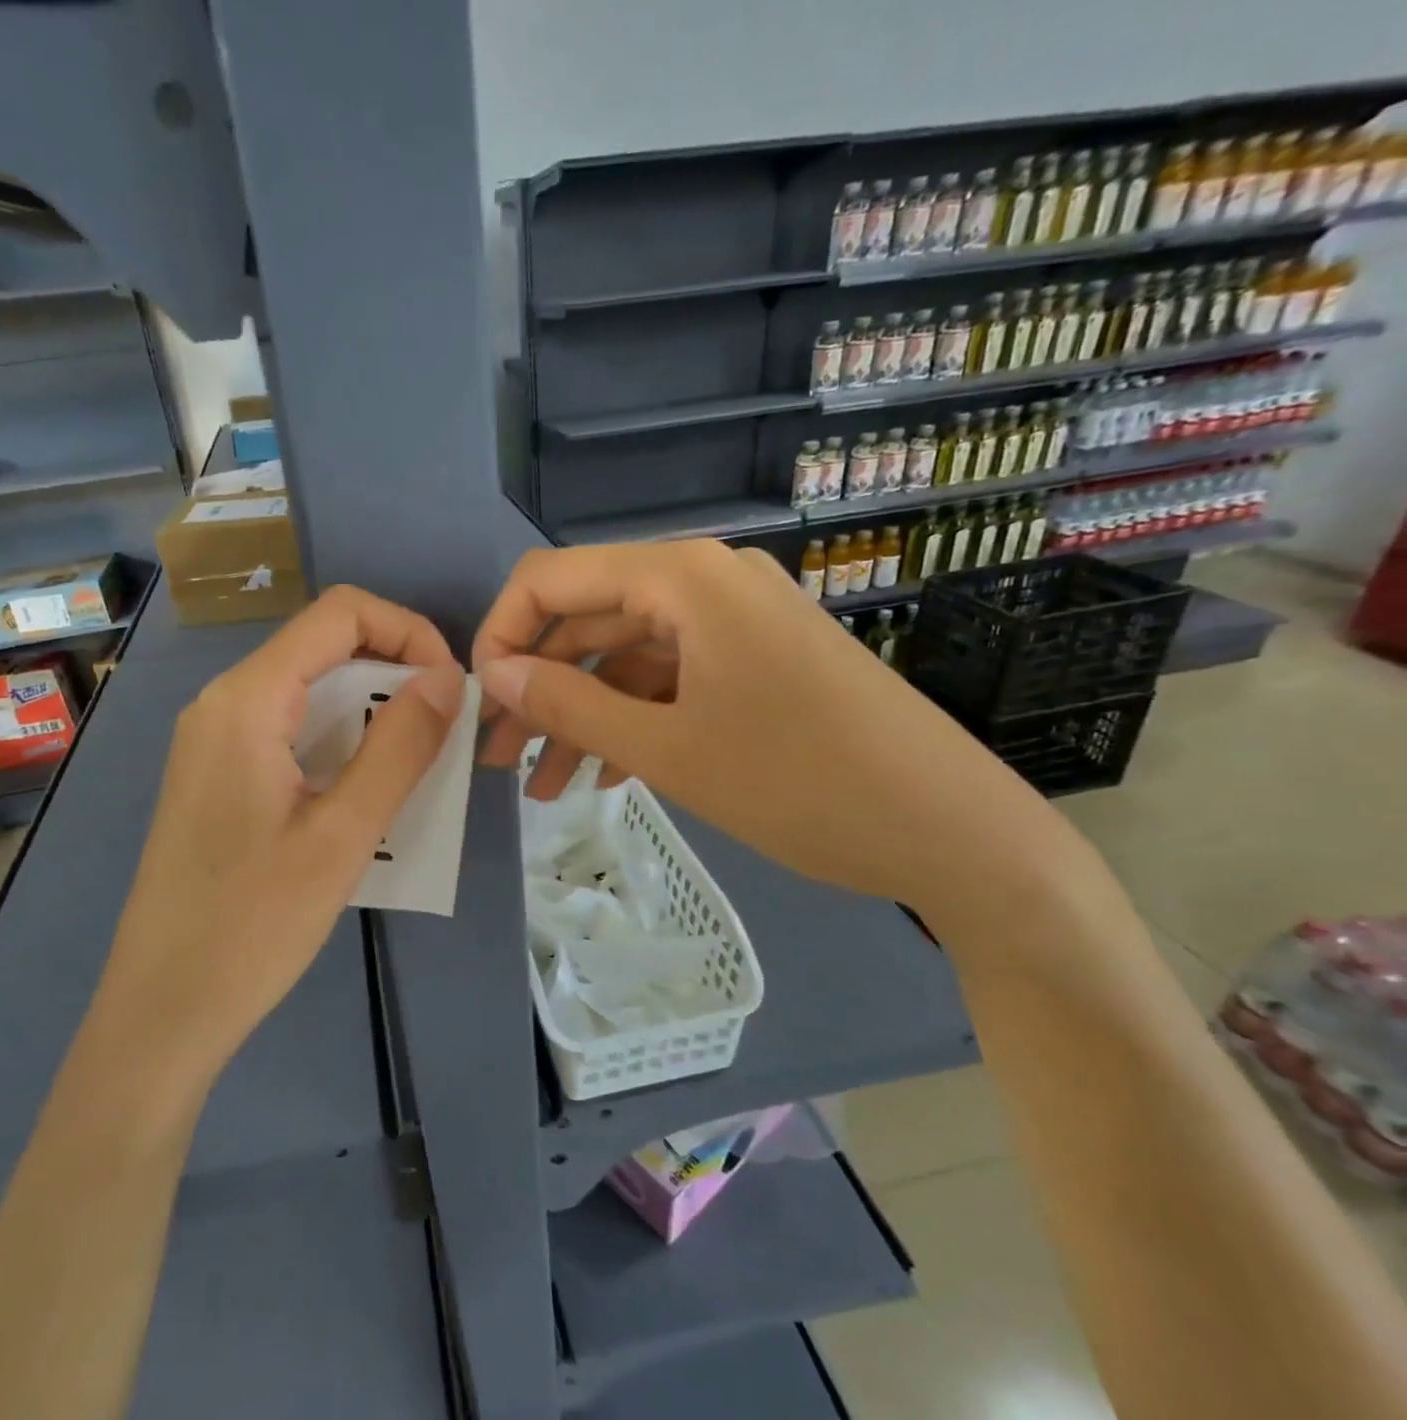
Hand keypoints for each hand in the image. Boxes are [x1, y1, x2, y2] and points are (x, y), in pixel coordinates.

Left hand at [104, 586, 463, 1075]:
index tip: (450, 688)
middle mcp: (224, 702)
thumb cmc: (253, 924)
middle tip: (442, 735)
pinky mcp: (218, 776)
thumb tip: (447, 678)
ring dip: (371, 713)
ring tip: (415, 768)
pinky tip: (365, 793)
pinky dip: (340, 742)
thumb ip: (399, 747)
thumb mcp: (344, 834)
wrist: (162, 1009)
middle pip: (324, 647)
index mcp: (247, 700)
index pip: (341, 613)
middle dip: (395, 674)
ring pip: (309, 692)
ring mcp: (214, 740)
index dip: (409, 631)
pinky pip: (290, 731)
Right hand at [472, 540, 1059, 910]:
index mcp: (682, 579)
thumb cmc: (800, 783)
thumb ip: (569, 704)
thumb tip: (494, 674)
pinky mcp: (757, 662)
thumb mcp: (667, 749)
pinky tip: (607, 776)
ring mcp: (736, 622)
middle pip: (589, 622)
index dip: (503, 633)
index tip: (481, 701)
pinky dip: (633, 722)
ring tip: (545, 788)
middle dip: (539, 690)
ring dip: (582, 717)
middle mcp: (706, 583)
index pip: (552, 578)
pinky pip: (672, 680)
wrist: (951, 830)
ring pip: (628, 659)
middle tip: (499, 758)